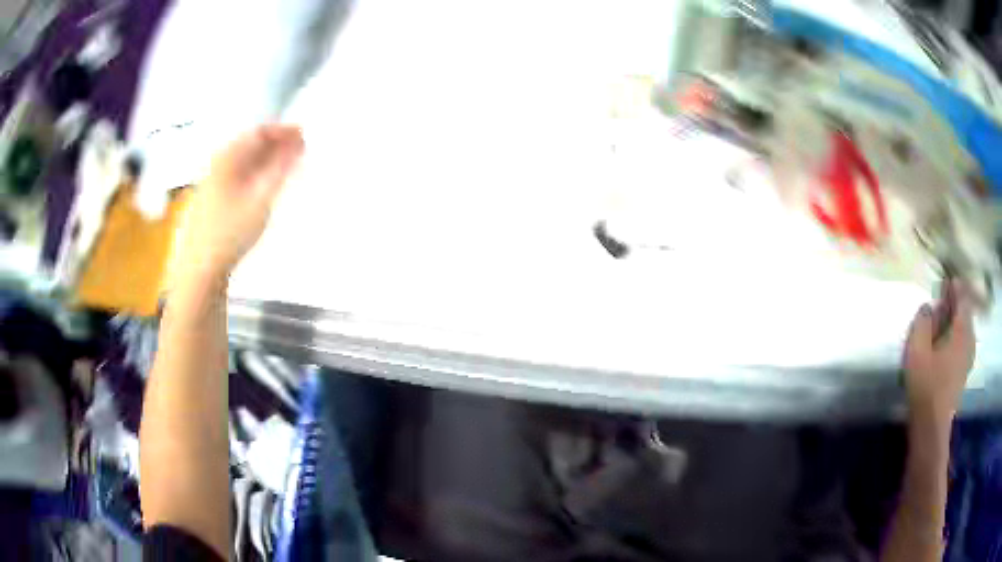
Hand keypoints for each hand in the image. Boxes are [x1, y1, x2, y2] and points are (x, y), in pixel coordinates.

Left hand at [175, 124, 303, 289]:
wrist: (200, 270)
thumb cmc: (228, 235)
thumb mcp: (261, 200)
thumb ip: (281, 170)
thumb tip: (297, 147)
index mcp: (226, 159)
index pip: (258, 132)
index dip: (282, 131)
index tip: (303, 134)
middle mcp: (217, 166)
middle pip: (250, 146)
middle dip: (276, 145)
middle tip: (299, 150)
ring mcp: (213, 184)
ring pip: (244, 162)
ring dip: (267, 161)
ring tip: (287, 167)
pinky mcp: (213, 201)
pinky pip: (238, 177)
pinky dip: (256, 175)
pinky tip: (266, 186)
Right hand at [903, 279, 975, 423]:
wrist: (932, 425)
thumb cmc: (926, 384)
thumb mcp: (917, 349)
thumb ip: (922, 321)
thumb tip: (927, 306)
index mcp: (962, 327)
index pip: (962, 295)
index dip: (953, 286)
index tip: (943, 281)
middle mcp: (970, 337)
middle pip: (964, 311)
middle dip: (954, 304)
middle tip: (940, 303)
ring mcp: (969, 355)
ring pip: (964, 328)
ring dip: (955, 322)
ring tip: (941, 324)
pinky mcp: (965, 370)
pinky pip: (963, 342)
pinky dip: (956, 337)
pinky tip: (946, 346)